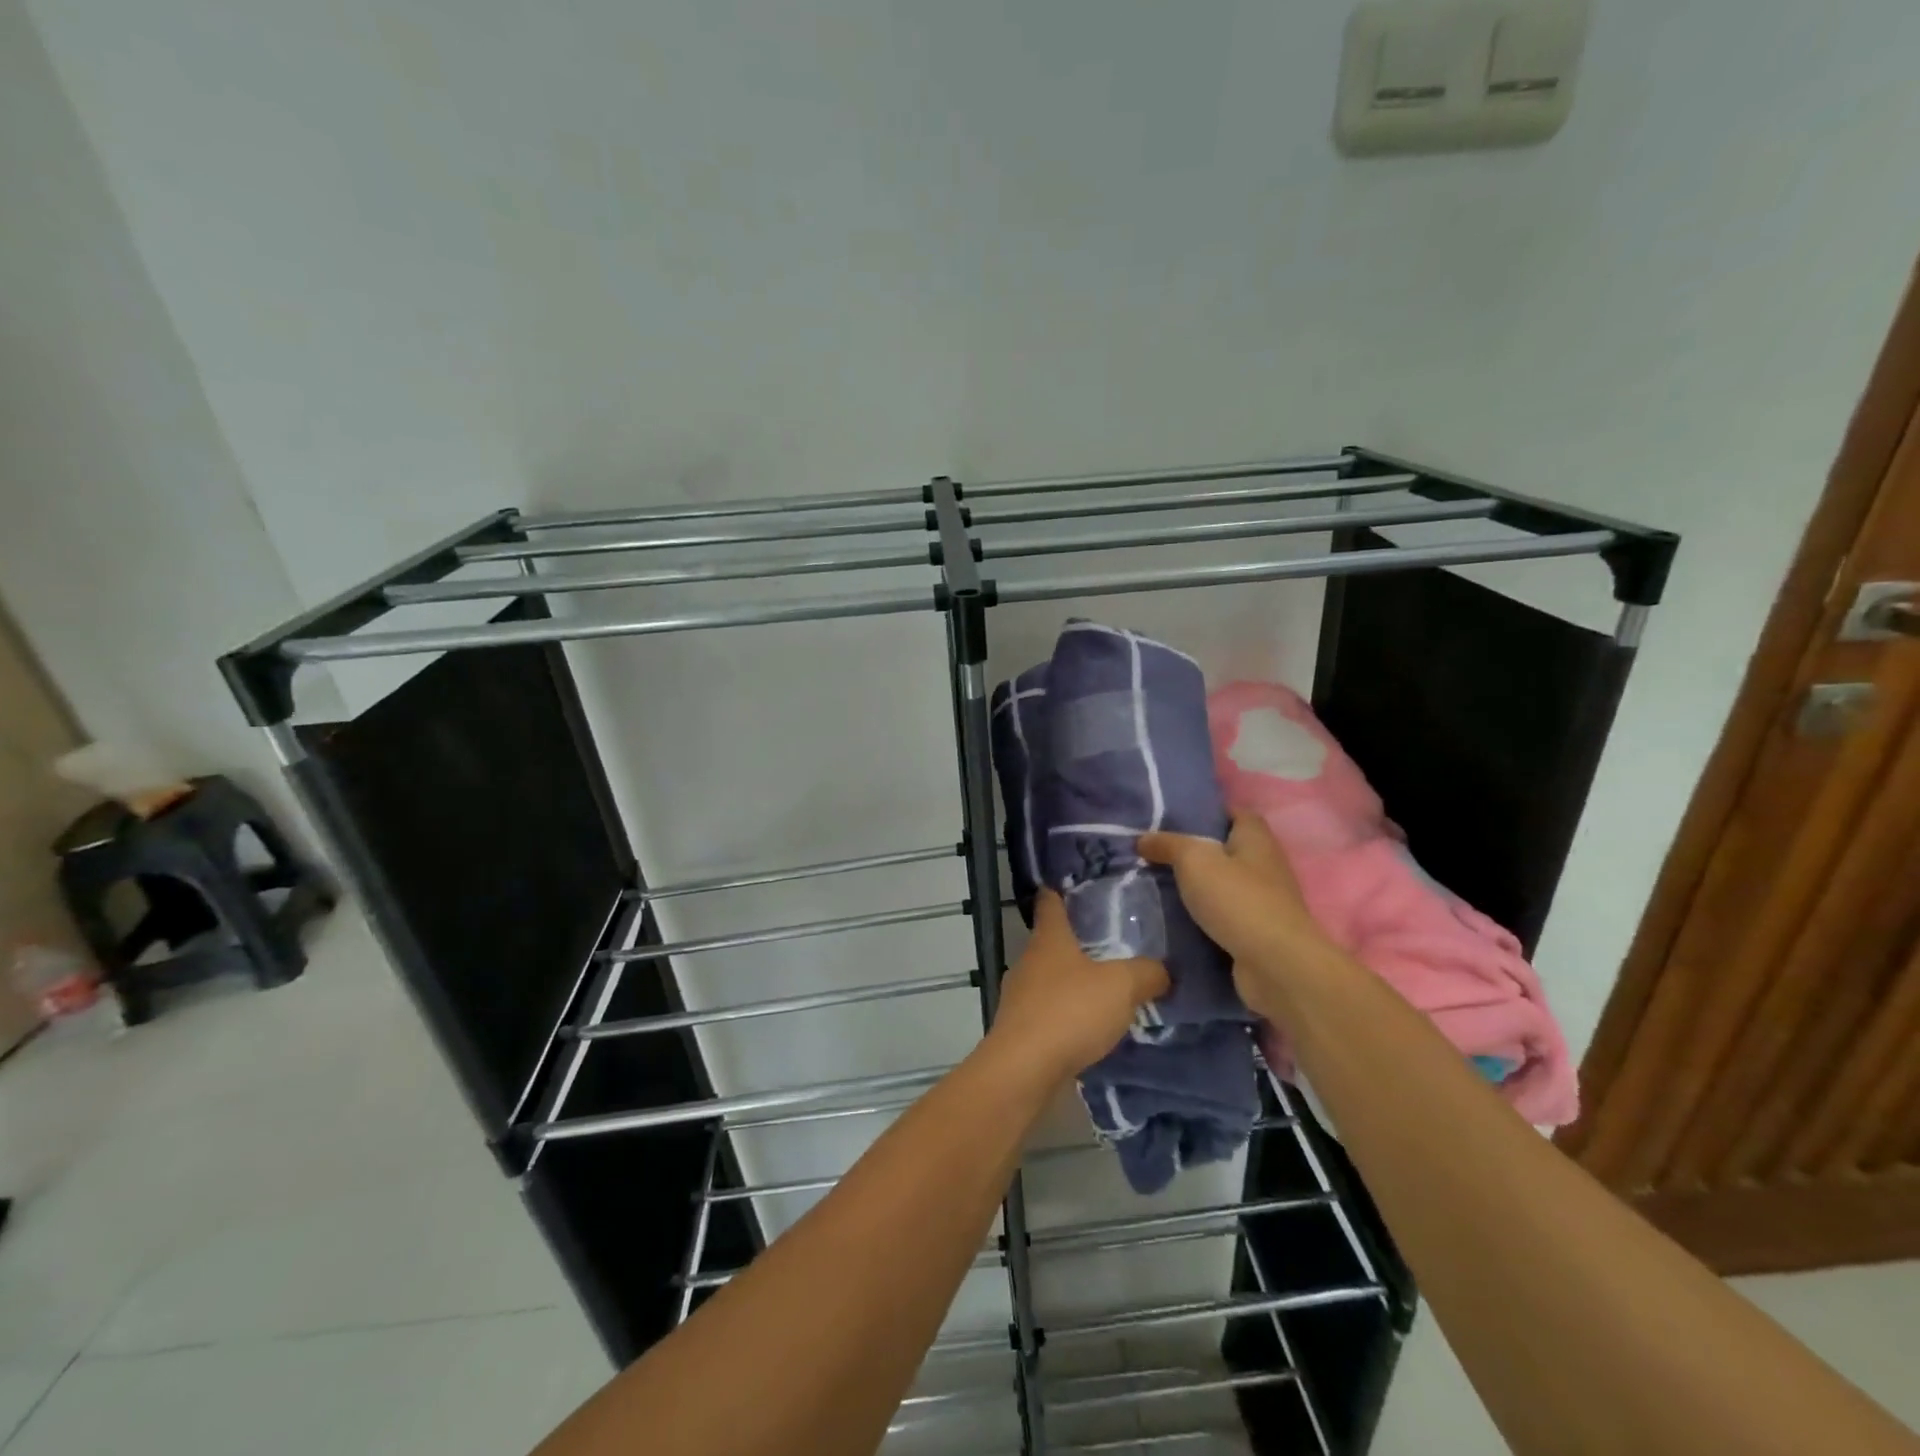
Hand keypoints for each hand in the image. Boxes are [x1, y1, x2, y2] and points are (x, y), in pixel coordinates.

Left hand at [989, 891, 1168, 1085]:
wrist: (1024, 1068)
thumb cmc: (1070, 1012)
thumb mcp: (1121, 986)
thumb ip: (1146, 973)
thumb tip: (1163, 971)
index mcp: (1049, 938)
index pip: (1050, 902)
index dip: (1059, 891)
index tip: (1072, 884)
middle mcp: (1029, 960)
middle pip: (1050, 941)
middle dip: (1075, 941)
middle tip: (1109, 942)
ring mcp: (1019, 995)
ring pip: (1048, 978)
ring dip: (1071, 981)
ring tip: (1103, 988)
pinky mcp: (1019, 1028)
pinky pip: (1047, 1011)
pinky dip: (1065, 1013)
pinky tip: (1087, 1027)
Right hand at [1139, 815, 1329, 1003]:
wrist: (1276, 965)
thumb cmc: (1238, 900)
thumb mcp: (1194, 860)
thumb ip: (1168, 844)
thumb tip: (1143, 839)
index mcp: (1256, 839)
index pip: (1237, 814)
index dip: (1210, 812)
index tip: (1178, 819)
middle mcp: (1266, 866)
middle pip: (1229, 850)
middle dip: (1198, 852)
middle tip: (1158, 853)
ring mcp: (1265, 902)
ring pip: (1225, 885)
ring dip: (1199, 887)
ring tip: (1159, 885)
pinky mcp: (1258, 933)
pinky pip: (1225, 916)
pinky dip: (1205, 917)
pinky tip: (1176, 919)